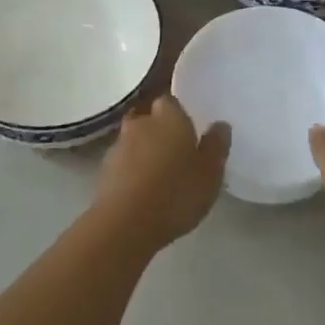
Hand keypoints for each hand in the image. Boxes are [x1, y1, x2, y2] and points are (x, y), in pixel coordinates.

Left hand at [94, 96, 229, 251]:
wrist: (125, 224)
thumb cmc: (175, 193)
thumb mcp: (210, 173)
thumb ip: (216, 146)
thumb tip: (220, 125)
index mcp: (169, 116)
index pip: (171, 100)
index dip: (178, 113)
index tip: (188, 127)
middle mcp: (141, 123)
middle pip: (149, 118)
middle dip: (159, 129)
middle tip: (175, 150)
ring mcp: (118, 147)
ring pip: (134, 140)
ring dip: (144, 151)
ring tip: (159, 174)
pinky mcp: (104, 172)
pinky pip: (122, 164)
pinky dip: (131, 171)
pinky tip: (142, 190)